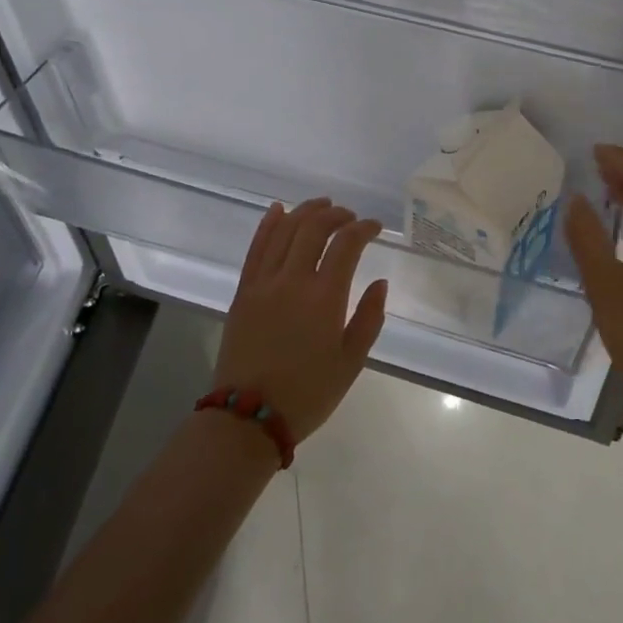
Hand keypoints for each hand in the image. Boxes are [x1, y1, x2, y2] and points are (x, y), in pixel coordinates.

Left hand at [215, 198, 388, 443]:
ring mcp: (263, 283)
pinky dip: (268, 224)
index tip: (375, 227)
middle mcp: (293, 280)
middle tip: (350, 216)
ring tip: (322, 205)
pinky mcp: (243, 291)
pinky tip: (278, 210)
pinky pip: (256, 248)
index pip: (346, 244)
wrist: (249, 417)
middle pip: (314, 228)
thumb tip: (379, 283)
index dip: (363, 228)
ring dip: (305, 212)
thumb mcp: (351, 362)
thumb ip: (369, 318)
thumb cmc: (308, 393)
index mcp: (324, 297)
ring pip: (284, 231)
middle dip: (336, 215)